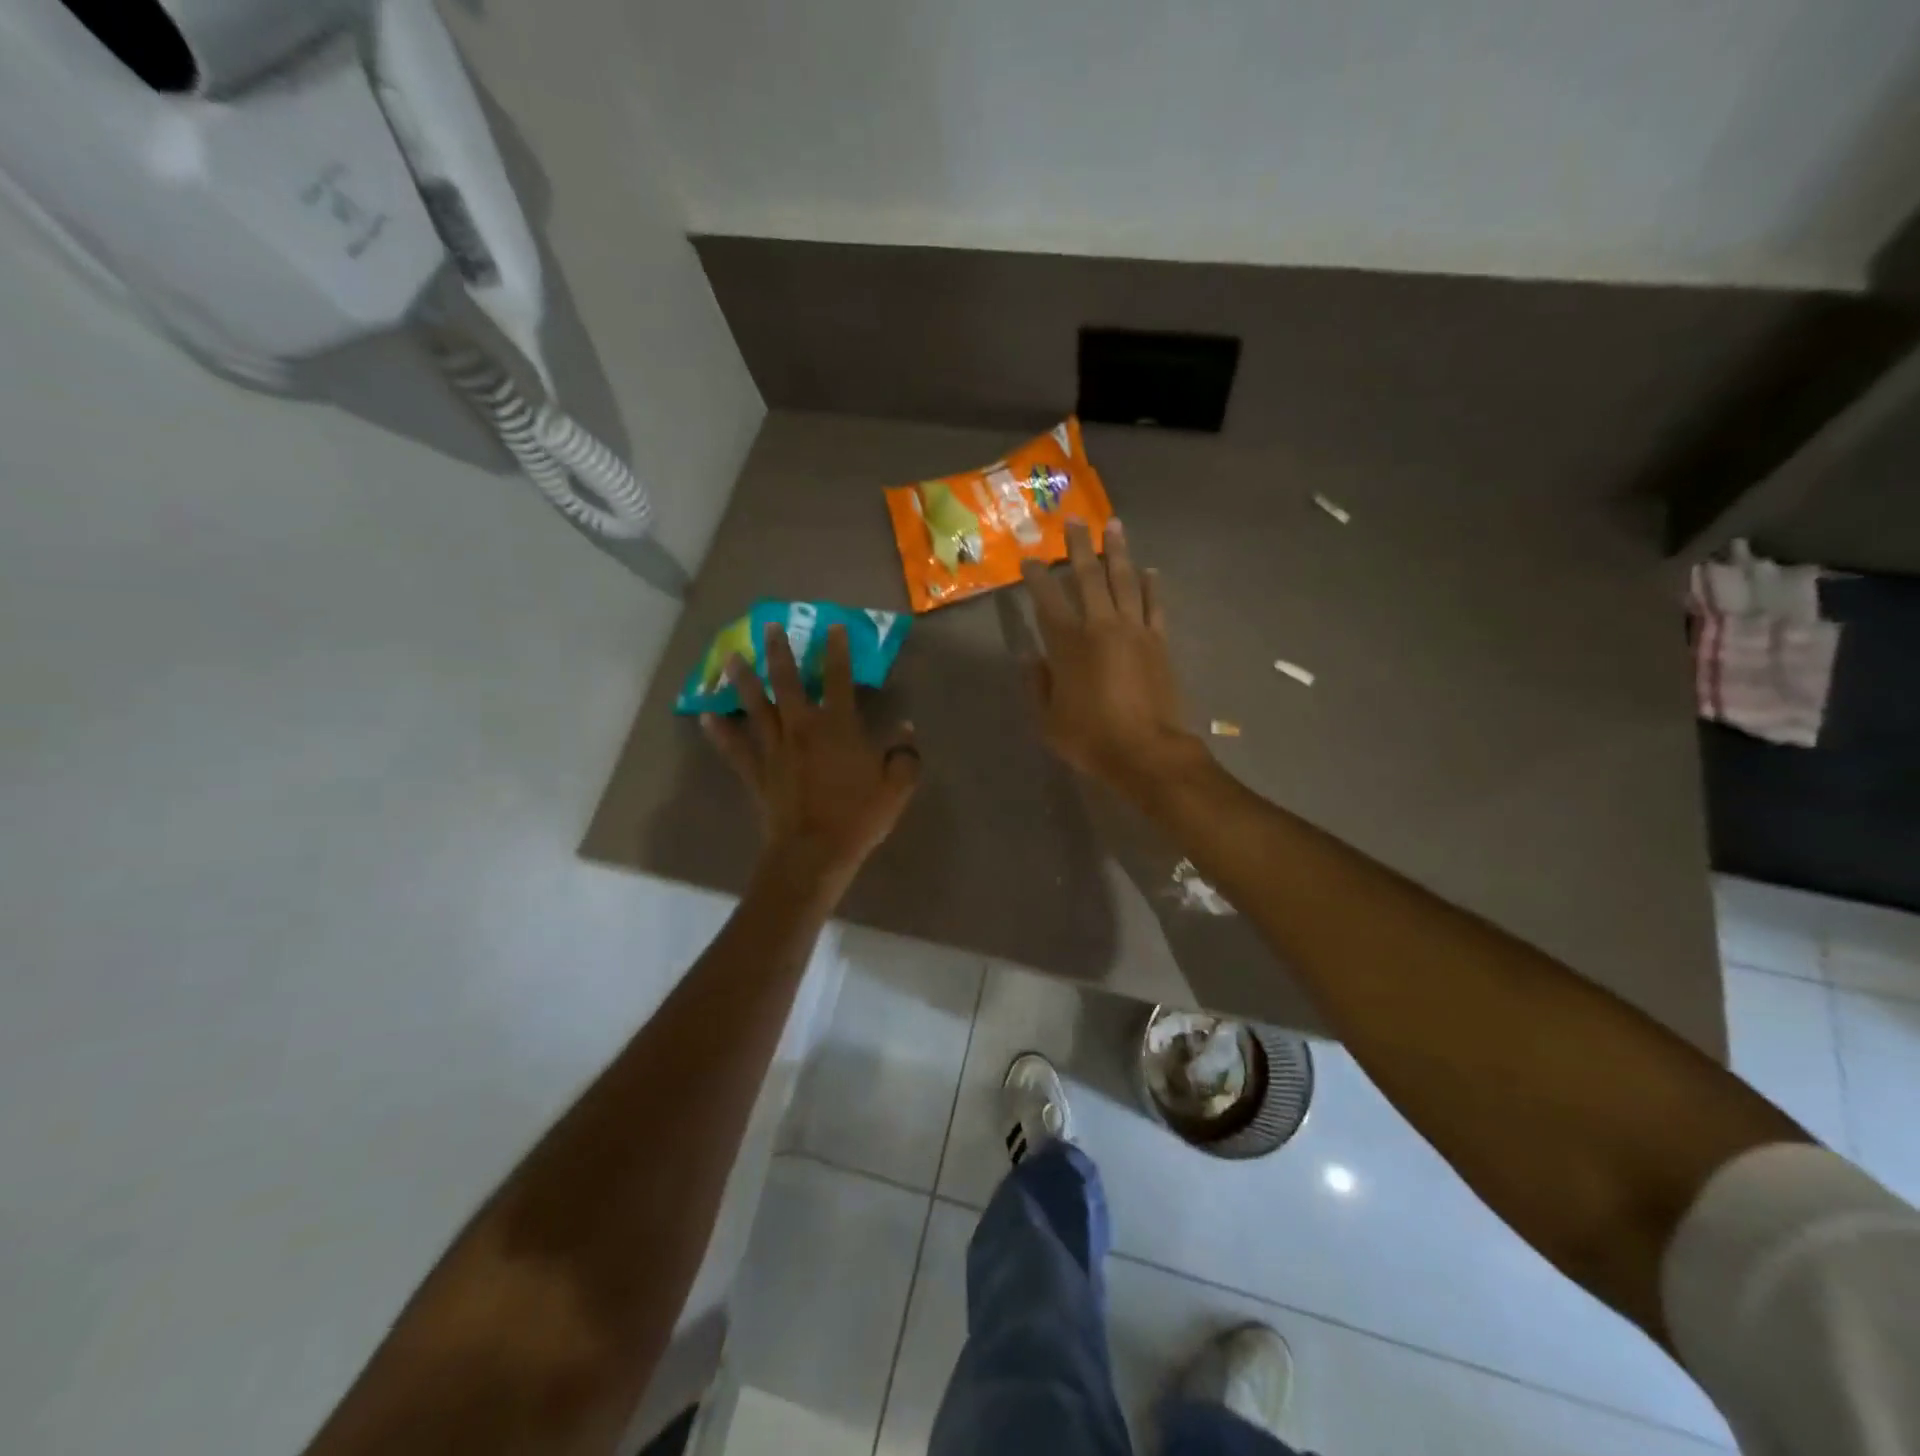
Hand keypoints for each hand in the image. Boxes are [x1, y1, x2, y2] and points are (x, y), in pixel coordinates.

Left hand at [704, 622, 919, 894]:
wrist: (814, 854)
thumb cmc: (859, 817)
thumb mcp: (898, 786)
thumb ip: (905, 754)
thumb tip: (905, 728)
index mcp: (839, 726)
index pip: (839, 679)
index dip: (838, 650)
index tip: (834, 626)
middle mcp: (803, 728)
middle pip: (788, 682)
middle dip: (779, 652)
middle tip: (769, 626)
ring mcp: (775, 749)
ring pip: (756, 706)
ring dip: (744, 679)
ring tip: (732, 656)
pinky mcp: (757, 772)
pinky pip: (735, 748)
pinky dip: (720, 731)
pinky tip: (707, 715)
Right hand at [1022, 519, 1205, 800]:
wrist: (1147, 752)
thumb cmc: (1090, 739)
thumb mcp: (1048, 719)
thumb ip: (1037, 683)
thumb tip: (1030, 656)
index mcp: (1068, 645)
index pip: (1047, 600)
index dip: (1036, 577)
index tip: (1030, 559)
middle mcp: (1101, 627)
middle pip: (1088, 577)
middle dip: (1078, 547)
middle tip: (1073, 520)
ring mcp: (1134, 631)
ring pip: (1124, 581)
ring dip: (1117, 552)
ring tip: (1113, 526)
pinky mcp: (1159, 642)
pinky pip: (1155, 605)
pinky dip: (1152, 586)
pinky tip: (1150, 570)